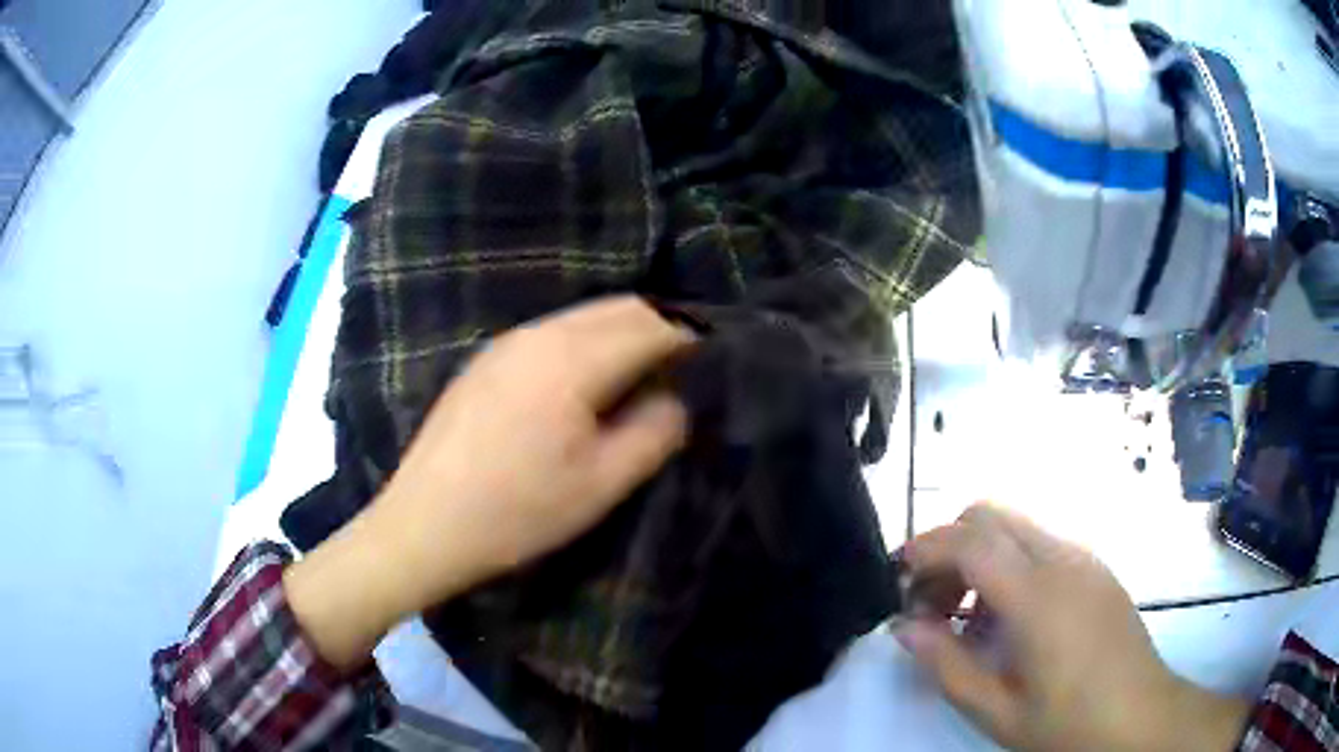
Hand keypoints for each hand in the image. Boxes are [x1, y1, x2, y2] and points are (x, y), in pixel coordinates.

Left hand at [285, 297, 694, 668]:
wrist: (424, 524)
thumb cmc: (516, 512)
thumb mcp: (601, 484)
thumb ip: (654, 432)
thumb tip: (677, 399)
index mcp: (572, 358)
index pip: (652, 325)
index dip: (692, 336)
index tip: (718, 358)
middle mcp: (539, 333)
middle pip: (619, 308)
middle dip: (662, 326)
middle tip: (689, 363)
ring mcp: (507, 342)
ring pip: (584, 316)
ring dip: (624, 332)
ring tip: (646, 372)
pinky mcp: (488, 359)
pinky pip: (554, 332)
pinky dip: (588, 342)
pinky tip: (589, 382)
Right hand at [898, 504, 1248, 751]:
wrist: (1141, 718)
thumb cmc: (1068, 724)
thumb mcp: (997, 711)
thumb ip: (946, 665)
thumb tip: (903, 626)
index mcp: (1039, 595)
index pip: (971, 539)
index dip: (925, 547)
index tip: (896, 576)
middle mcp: (1063, 559)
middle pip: (991, 514)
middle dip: (948, 546)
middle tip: (931, 603)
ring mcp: (1084, 558)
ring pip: (1016, 525)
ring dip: (978, 555)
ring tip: (966, 618)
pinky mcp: (1095, 567)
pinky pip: (1040, 544)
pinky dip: (1008, 564)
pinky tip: (1007, 619)